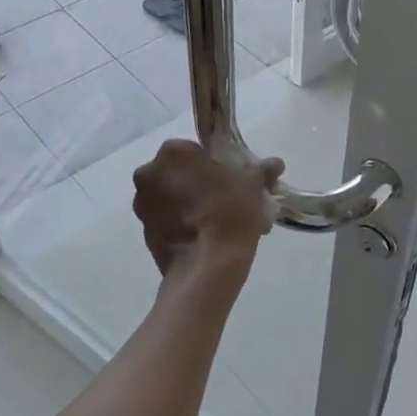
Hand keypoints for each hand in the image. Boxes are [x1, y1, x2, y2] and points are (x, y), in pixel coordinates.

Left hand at [132, 140, 284, 275]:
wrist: (208, 265)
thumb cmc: (230, 213)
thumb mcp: (252, 186)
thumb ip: (260, 170)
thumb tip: (275, 164)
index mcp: (173, 152)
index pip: (192, 150)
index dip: (211, 164)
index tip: (227, 179)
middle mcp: (150, 173)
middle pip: (176, 172)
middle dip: (195, 182)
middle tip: (220, 199)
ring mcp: (141, 204)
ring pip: (167, 196)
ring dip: (184, 203)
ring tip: (211, 222)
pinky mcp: (143, 231)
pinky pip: (163, 219)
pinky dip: (178, 223)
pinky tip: (200, 236)